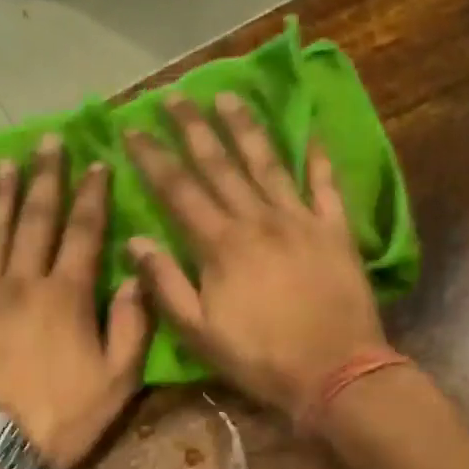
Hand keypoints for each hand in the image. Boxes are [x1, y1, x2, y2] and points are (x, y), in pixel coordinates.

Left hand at [0, 134, 150, 468]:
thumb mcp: (118, 380)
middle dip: (45, 178)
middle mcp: (21, 283)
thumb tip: (134, 276)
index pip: (84, 233)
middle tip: (48, 142)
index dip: (93, 196)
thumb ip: (131, 325)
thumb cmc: (63, 419)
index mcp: (67, 296)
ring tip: (5, 164)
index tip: (97, 163)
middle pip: (34, 220)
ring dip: (0, 196)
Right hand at [124, 93, 388, 418]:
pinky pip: (326, 184)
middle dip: (193, 128)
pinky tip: (311, 131)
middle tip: (174, 95)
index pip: (178, 190)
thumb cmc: (260, 359)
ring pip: (268, 163)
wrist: (335, 372)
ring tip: (229, 96)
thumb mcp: (199, 333)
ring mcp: (300, 220)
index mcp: (220, 246)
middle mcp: (258, 220)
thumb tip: (136, 241)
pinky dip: (318, 157)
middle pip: (220, 164)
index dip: (153, 158)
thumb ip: (166, 285)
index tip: (132, 129)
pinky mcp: (335, 231)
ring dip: (246, 127)